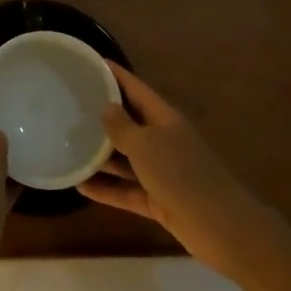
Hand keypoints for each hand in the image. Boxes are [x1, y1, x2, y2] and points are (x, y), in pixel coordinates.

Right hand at [78, 62, 290, 280]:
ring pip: (126, 158)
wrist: (221, 228)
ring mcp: (162, 172)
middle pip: (130, 122)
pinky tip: (81, 185)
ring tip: (69, 145)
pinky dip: (107, 188)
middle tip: (71, 106)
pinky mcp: (158, 200)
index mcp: (164, 119)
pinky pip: (127, 189)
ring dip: (101, 155)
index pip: (136, 89)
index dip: (115, 75)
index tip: (92, 62)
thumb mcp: (146, 145)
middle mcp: (163, 140)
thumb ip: (122, 127)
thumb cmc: (181, 175)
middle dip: (103, 115)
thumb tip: (106, 107)